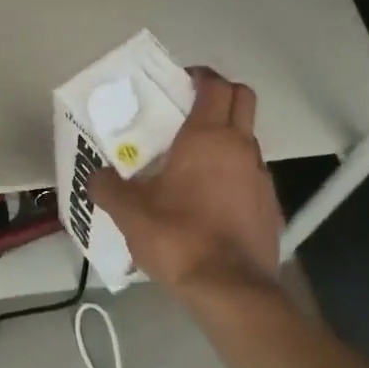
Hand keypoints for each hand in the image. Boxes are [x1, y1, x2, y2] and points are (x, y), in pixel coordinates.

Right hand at [91, 68, 284, 305]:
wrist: (231, 291)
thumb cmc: (178, 237)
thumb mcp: (129, 212)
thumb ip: (108, 187)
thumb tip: (97, 176)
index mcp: (207, 137)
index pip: (215, 85)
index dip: (199, 76)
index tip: (179, 82)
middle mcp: (241, 147)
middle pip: (242, 99)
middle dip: (220, 95)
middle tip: (189, 110)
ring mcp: (261, 177)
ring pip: (247, 138)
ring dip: (226, 137)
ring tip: (193, 162)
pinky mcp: (271, 207)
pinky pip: (251, 175)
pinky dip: (234, 174)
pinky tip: (210, 201)